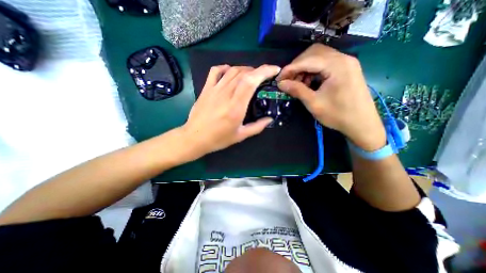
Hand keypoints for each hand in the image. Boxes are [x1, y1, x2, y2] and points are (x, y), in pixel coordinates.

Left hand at [183, 64, 280, 156]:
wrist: (194, 138)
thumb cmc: (218, 139)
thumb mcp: (240, 136)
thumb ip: (257, 127)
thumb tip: (270, 119)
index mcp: (236, 107)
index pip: (251, 81)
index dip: (264, 72)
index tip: (274, 70)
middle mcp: (226, 94)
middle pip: (244, 73)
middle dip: (258, 70)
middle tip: (265, 76)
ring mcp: (214, 89)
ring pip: (232, 70)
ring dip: (245, 69)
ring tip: (252, 75)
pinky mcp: (206, 89)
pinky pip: (215, 71)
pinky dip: (225, 67)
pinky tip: (231, 71)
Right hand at [275, 44, 384, 151]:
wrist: (362, 124)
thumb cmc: (338, 115)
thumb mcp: (314, 103)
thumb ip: (297, 90)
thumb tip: (281, 83)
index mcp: (337, 65)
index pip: (307, 60)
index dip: (290, 68)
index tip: (278, 79)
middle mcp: (343, 58)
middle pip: (313, 53)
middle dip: (297, 66)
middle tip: (288, 80)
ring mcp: (345, 62)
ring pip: (318, 57)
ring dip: (304, 68)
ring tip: (297, 83)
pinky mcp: (345, 69)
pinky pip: (324, 64)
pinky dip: (312, 71)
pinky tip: (308, 83)